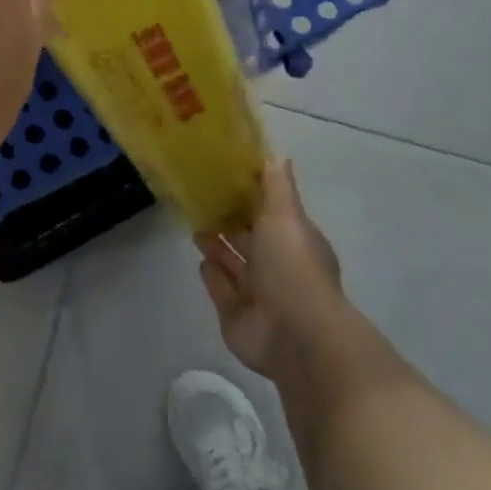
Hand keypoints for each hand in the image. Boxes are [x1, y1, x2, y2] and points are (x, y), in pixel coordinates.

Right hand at [196, 158, 347, 384]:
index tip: (226, 178)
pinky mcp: (235, 315)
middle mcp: (277, 266)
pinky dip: (213, 275)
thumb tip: (277, 155)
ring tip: (196, 227)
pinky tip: (201, 261)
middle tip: (202, 201)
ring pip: (233, 264)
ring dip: (217, 247)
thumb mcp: (286, 217)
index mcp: (293, 240)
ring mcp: (257, 294)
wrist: (294, 335)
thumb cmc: (292, 267)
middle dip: (230, 222)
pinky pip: (221, 289)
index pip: (270, 214)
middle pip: (249, 240)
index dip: (251, 198)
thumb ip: (277, 187)